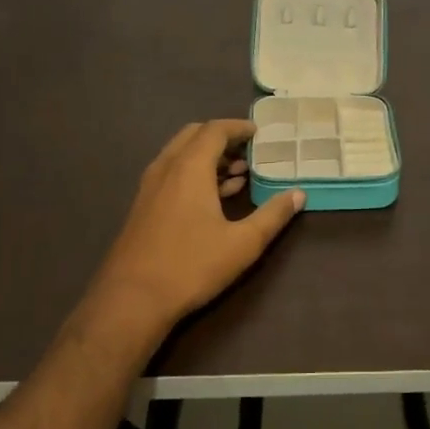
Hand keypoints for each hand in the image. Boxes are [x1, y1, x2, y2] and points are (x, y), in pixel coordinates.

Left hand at [87, 120, 304, 336]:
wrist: (130, 301)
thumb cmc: (191, 266)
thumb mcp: (243, 243)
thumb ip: (273, 215)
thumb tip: (298, 195)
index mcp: (189, 168)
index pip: (214, 130)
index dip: (239, 127)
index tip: (260, 133)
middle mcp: (166, 169)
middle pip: (194, 136)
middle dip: (223, 138)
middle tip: (249, 152)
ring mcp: (150, 188)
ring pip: (180, 155)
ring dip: (208, 157)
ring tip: (238, 175)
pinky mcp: (143, 207)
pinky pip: (171, 174)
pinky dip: (194, 173)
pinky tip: (213, 199)